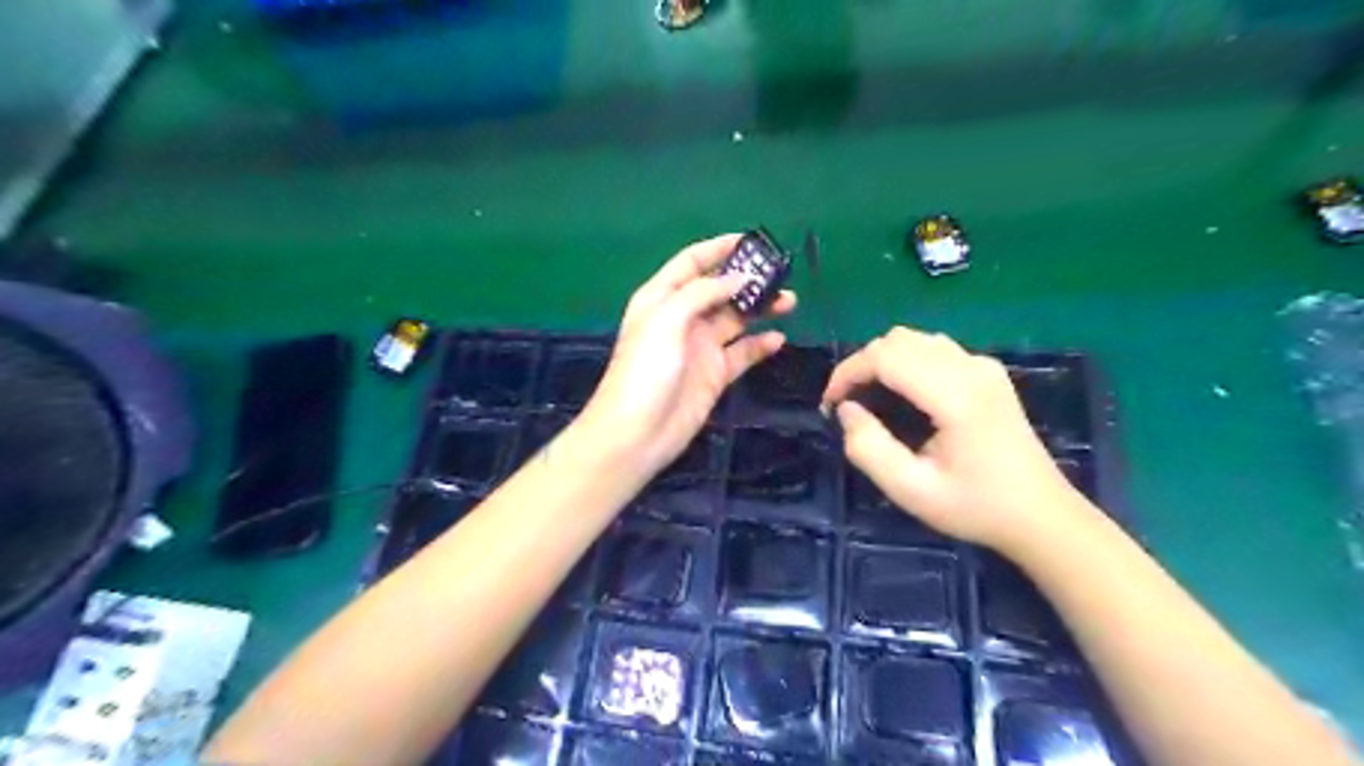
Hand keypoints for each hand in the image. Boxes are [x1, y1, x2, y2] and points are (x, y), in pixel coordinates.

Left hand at [579, 231, 794, 472]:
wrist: (637, 433)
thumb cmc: (645, 370)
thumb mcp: (667, 320)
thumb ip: (702, 294)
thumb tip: (739, 279)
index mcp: (662, 298)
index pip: (691, 263)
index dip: (718, 249)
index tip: (751, 241)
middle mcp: (682, 318)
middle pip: (719, 289)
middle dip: (748, 279)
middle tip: (781, 274)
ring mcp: (700, 347)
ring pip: (735, 319)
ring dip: (760, 308)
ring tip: (789, 301)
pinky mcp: (715, 374)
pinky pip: (742, 353)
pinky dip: (760, 344)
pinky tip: (778, 338)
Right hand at [821, 327, 1095, 553]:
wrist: (1042, 516)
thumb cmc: (975, 507)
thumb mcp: (911, 490)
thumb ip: (869, 448)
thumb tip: (847, 410)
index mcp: (955, 395)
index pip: (885, 356)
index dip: (848, 373)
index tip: (830, 405)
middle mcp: (970, 368)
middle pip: (898, 340)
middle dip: (861, 365)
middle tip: (846, 405)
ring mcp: (983, 366)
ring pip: (915, 339)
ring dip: (883, 360)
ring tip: (869, 398)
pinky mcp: (988, 373)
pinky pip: (934, 349)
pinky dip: (905, 361)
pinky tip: (902, 394)